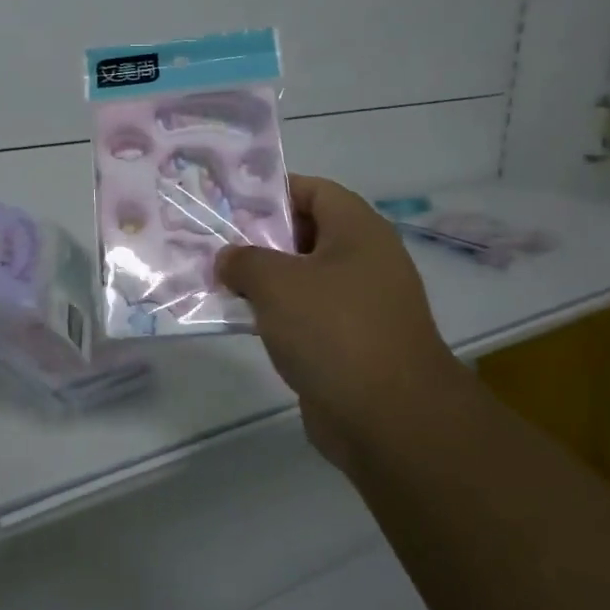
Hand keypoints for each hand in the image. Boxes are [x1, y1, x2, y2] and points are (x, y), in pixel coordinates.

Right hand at [216, 175, 466, 476]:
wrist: (390, 419)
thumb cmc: (334, 330)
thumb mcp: (276, 282)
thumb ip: (244, 260)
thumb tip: (229, 260)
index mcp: (359, 231)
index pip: (314, 189)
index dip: (273, 191)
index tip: (231, 203)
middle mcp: (366, 260)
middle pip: (308, 232)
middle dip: (262, 236)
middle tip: (218, 242)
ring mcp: (363, 304)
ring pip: (306, 276)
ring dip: (267, 279)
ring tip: (222, 280)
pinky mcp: (354, 342)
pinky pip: (310, 314)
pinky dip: (280, 314)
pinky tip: (246, 320)